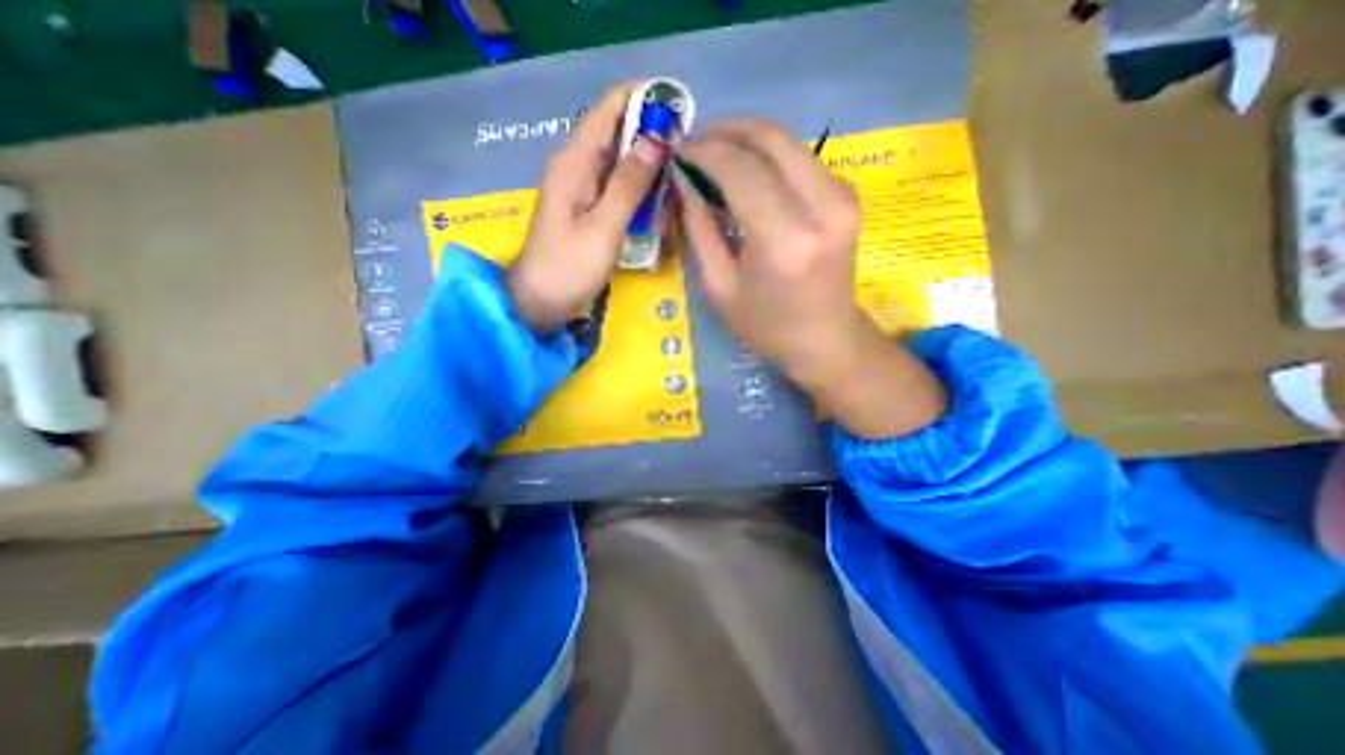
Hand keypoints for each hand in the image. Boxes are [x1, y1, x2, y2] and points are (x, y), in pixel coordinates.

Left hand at [507, 80, 669, 336]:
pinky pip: (617, 185)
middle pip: (618, 131)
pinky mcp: (586, 206)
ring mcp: (581, 186)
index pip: (610, 107)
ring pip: (620, 160)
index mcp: (574, 160)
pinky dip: (638, 190)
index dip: (645, 99)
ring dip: (648, 168)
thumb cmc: (569, 268)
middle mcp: (576, 164)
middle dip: (653, 138)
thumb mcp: (603, 228)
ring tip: (675, 186)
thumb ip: (629, 184)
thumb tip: (656, 139)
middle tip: (686, 161)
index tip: (681, 112)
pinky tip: (656, 207)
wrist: (539, 302)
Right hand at [674, 122, 942, 439]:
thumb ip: (699, 226)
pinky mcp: (850, 197)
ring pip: (789, 142)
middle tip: (696, 143)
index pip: (739, 168)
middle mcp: (821, 208)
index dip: (704, 151)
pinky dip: (771, 156)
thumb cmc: (766, 325)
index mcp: (784, 240)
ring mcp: (843, 198)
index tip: (679, 151)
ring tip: (717, 154)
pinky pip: (803, 159)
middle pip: (770, 139)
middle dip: (726, 131)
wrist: (826, 340)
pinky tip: (750, 172)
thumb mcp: (718, 285)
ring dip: (748, 139)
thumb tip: (684, 178)